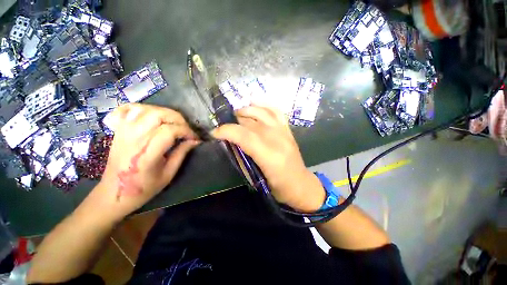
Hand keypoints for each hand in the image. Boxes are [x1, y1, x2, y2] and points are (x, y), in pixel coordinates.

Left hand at [94, 103, 199, 218]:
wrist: (113, 193)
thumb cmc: (143, 188)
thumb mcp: (168, 175)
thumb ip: (181, 154)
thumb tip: (194, 141)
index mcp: (146, 153)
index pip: (169, 130)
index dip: (186, 131)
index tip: (194, 138)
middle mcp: (134, 138)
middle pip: (158, 115)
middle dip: (178, 119)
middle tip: (186, 129)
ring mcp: (124, 132)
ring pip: (146, 109)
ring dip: (165, 112)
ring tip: (173, 122)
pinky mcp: (119, 130)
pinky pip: (129, 109)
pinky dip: (143, 108)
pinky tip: (152, 115)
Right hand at [212, 105, 324, 211]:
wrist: (300, 184)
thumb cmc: (278, 187)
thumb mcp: (256, 177)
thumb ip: (243, 158)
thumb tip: (231, 142)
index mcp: (269, 156)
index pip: (245, 136)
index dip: (227, 131)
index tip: (215, 133)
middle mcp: (278, 140)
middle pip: (252, 122)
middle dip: (234, 121)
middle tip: (225, 126)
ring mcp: (284, 132)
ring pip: (263, 112)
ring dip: (247, 110)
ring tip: (237, 114)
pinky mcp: (288, 130)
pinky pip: (276, 111)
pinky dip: (264, 105)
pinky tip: (255, 103)